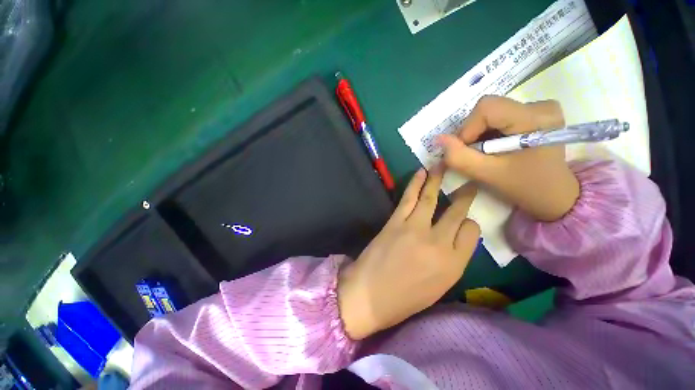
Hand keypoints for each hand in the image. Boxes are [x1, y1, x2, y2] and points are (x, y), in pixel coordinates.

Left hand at [338, 168, 479, 339]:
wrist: (369, 296)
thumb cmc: (404, 299)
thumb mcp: (438, 287)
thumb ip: (451, 261)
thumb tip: (454, 237)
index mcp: (454, 265)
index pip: (472, 232)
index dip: (469, 223)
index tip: (464, 220)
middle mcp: (438, 243)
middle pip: (456, 212)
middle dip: (464, 195)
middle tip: (469, 181)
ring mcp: (415, 229)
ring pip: (431, 199)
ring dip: (438, 179)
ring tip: (443, 165)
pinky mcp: (396, 222)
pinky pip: (409, 198)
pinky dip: (416, 183)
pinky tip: (421, 173)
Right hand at [438, 95, 579, 221]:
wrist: (554, 195)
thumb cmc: (524, 187)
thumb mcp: (487, 174)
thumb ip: (459, 157)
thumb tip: (438, 139)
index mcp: (535, 119)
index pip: (486, 108)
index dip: (467, 128)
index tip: (466, 151)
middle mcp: (540, 106)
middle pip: (488, 109)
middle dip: (472, 133)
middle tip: (475, 155)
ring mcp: (540, 108)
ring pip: (491, 113)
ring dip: (479, 134)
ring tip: (486, 153)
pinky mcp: (536, 113)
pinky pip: (499, 116)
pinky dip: (488, 133)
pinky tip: (495, 147)